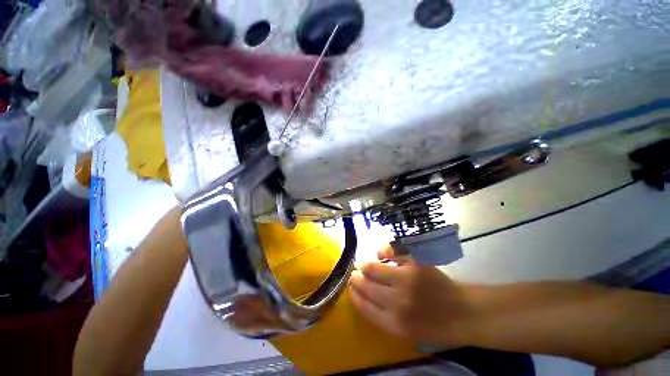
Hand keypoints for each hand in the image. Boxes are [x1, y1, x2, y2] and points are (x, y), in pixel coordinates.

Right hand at [350, 247, 469, 347]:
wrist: (462, 312)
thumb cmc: (433, 326)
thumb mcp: (405, 333)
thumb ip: (381, 316)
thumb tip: (362, 295)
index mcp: (394, 323)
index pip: (363, 305)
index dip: (354, 294)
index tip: (351, 288)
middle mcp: (397, 301)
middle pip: (365, 284)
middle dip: (356, 277)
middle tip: (356, 273)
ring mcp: (407, 279)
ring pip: (373, 267)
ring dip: (365, 265)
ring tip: (366, 264)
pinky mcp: (415, 262)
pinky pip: (391, 251)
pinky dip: (382, 251)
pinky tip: (381, 254)